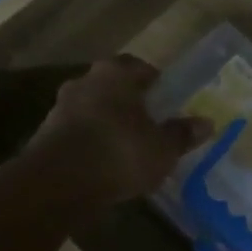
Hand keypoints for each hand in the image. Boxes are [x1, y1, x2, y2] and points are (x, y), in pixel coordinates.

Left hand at [27, 56, 210, 207]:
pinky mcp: (45, 135)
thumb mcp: (162, 148)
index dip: (155, 82)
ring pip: (93, 109)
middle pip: (113, 87)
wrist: (57, 184)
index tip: (167, 100)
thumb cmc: (119, 153)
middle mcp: (85, 81)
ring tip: (128, 148)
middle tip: (150, 123)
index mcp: (115, 73)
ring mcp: (60, 107)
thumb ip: (182, 134)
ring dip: (108, 124)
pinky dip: (91, 143)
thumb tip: (206, 123)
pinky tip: (105, 165)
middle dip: (130, 103)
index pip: (139, 66)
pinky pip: (78, 133)